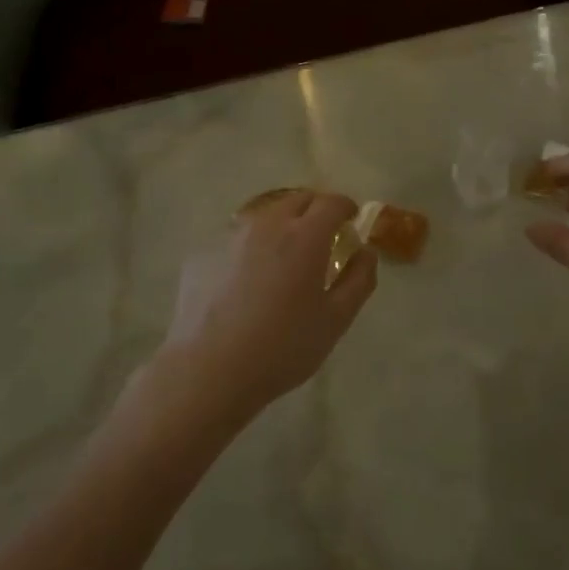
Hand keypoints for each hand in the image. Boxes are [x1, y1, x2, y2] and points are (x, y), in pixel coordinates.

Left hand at [155, 190, 377, 425]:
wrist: (209, 370)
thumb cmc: (282, 347)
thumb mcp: (336, 320)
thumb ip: (359, 279)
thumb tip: (365, 251)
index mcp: (305, 236)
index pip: (332, 202)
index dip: (346, 208)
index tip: (351, 220)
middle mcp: (267, 223)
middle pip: (297, 199)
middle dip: (315, 210)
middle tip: (323, 236)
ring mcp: (230, 235)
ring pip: (264, 215)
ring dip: (282, 224)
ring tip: (284, 255)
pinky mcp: (203, 252)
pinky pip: (236, 238)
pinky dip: (251, 246)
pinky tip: (246, 279)